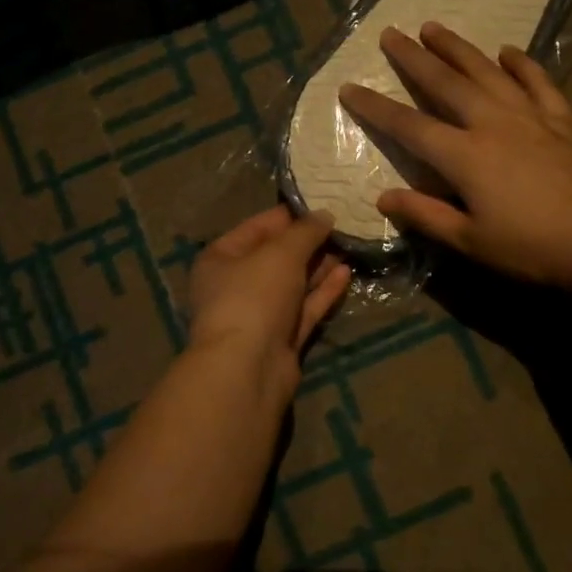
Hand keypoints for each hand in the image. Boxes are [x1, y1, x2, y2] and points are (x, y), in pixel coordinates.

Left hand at [187, 205, 351, 397]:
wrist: (248, 368)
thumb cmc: (254, 296)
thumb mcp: (281, 253)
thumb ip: (305, 232)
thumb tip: (324, 215)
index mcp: (221, 259)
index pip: (257, 227)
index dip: (289, 215)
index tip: (322, 203)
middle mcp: (236, 285)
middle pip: (276, 256)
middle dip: (308, 242)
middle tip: (343, 224)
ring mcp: (259, 314)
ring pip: (293, 284)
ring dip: (319, 266)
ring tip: (350, 245)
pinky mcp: (282, 339)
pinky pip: (305, 308)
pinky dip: (323, 291)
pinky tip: (346, 273)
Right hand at [337, 23, 571, 293]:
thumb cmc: (535, 248)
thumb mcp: (472, 242)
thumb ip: (426, 216)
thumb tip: (383, 198)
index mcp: (465, 156)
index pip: (408, 126)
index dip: (375, 107)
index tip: (349, 87)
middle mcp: (492, 124)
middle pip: (445, 83)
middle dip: (414, 58)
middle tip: (390, 34)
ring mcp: (531, 116)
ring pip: (487, 71)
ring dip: (458, 48)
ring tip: (434, 27)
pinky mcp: (563, 119)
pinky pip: (538, 82)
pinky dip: (522, 64)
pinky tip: (508, 51)